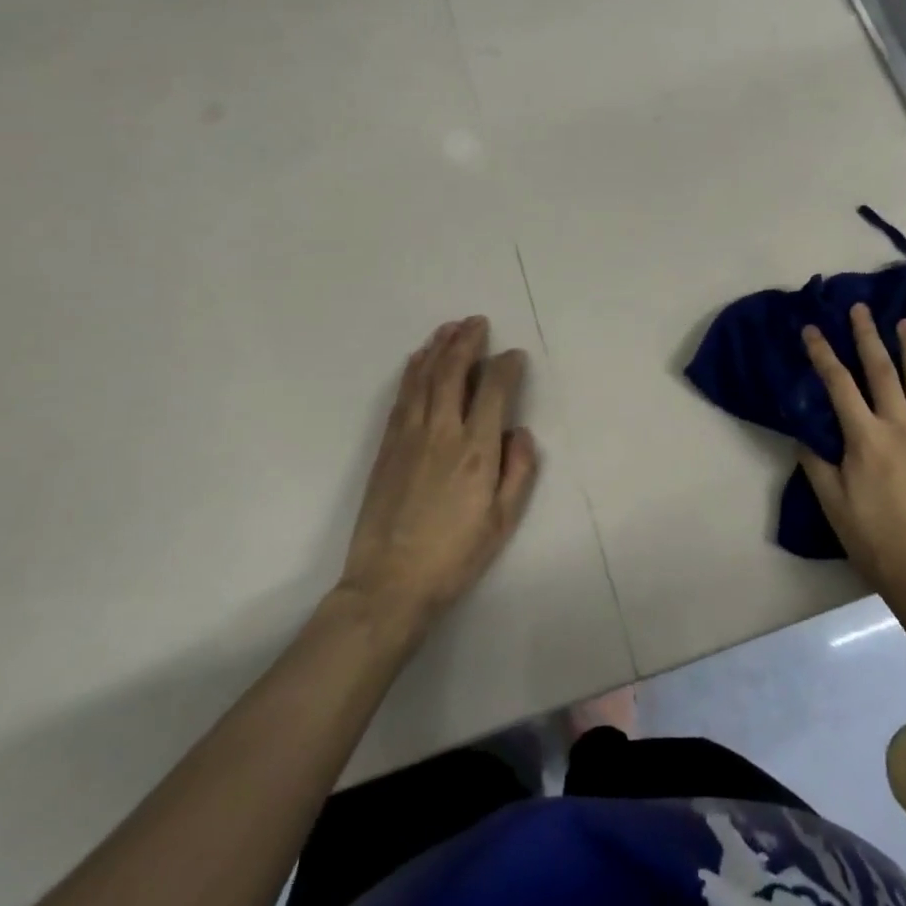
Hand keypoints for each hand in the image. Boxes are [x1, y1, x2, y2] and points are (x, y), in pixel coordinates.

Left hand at [334, 317, 538, 643]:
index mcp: (476, 451)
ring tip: (450, 327)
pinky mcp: (387, 446)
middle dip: (467, 342)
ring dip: (438, 348)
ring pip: (424, 378)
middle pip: (453, 372)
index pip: (493, 390)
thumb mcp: (503, 521)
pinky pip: (402, 396)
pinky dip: (413, 371)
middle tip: (477, 321)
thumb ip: (518, 471)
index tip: (514, 356)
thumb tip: (519, 432)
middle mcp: (442, 432)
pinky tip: (419, 360)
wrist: (389, 583)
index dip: (506, 366)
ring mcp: (409, 436)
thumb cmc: (454, 556)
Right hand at [797, 303, 905, 630]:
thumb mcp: (834, 506)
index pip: (839, 384)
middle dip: (868, 337)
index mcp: (866, 438)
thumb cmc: (877, 543)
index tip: (812, 329)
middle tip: (861, 309)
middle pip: (882, 372)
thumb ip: (817, 465)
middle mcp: (901, 427)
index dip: (823, 354)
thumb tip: (804, 432)